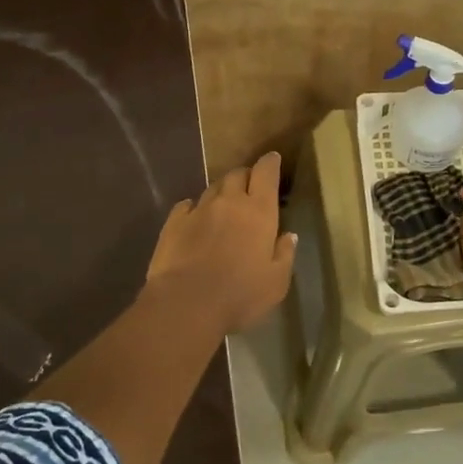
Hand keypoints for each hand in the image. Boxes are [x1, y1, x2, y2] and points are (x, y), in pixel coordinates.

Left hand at [144, 151, 297, 336]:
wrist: (186, 303)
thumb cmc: (240, 294)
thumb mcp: (276, 282)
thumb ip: (284, 255)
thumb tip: (288, 235)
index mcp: (258, 211)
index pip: (266, 173)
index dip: (270, 163)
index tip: (272, 159)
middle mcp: (229, 202)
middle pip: (237, 175)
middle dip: (245, 176)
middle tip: (249, 187)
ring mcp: (199, 210)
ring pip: (212, 188)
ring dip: (221, 192)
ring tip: (223, 206)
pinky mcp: (174, 223)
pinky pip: (186, 205)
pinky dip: (194, 208)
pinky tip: (195, 218)